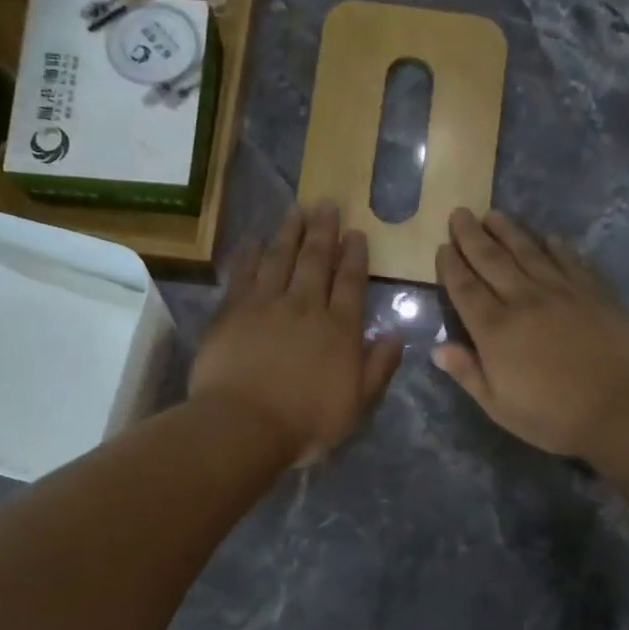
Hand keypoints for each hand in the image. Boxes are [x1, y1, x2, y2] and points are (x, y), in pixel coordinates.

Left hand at [192, 202, 402, 465]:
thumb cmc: (306, 422)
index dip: (354, 256)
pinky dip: (250, 255)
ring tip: (295, 210)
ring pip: (280, 258)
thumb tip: (396, 334)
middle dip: (323, 231)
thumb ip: (379, 367)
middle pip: (315, 260)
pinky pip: (243, 274)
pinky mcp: (231, 311)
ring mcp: (265, 304)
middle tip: (326, 204)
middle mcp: (304, 306)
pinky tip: (253, 241)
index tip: (356, 233)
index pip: (350, 282)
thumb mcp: (357, 404)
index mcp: (339, 328)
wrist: (244, 425)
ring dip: (289, 232)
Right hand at [433, 208, 628, 459]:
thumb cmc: (553, 416)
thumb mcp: (499, 406)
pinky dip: (556, 246)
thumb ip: (468, 373)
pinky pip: (570, 260)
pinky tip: (549, 236)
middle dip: (472, 236)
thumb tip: (438, 349)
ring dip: (508, 231)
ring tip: (493, 214)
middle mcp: (524, 300)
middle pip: (492, 260)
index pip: (465, 289)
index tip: (443, 246)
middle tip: (460, 213)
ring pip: (529, 252)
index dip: (451, 266)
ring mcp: (561, 291)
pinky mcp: (593, 292)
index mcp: (494, 329)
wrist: (623, 406)